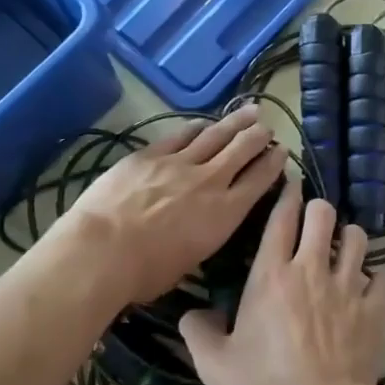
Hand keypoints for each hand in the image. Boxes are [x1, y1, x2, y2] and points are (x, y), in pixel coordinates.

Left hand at [45, 105, 287, 305]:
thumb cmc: (146, 273)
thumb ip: (204, 236)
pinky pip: (180, 135)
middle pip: (242, 150)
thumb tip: (201, 229)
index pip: (259, 181)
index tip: (281, 152)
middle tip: (267, 128)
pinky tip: (203, 122)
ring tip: (250, 111)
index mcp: (225, 213)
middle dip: (258, 136)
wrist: (103, 250)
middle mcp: (210, 182)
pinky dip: (196, 127)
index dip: (273, 164)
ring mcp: (180, 164)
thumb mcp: (191, 261)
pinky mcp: (150, 155)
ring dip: (235, 122)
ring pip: (215, 135)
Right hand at [177, 184, 384, 384]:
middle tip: (314, 222)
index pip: (280, 218)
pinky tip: (368, 287)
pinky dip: (375, 278)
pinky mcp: (375, 306)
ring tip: (342, 250)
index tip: (290, 185)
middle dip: (318, 209)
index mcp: (272, 274)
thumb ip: (198, 331)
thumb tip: (193, 313)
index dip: (286, 195)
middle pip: (323, 213)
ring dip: (349, 239)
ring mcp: (348, 285)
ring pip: (357, 237)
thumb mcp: (215, 364)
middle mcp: (312, 268)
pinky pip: (382, 276)